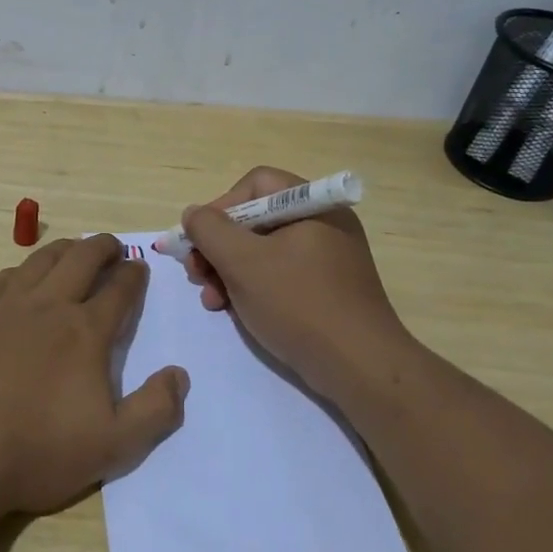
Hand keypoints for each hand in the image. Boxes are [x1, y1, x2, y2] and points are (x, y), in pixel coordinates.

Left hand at [0, 235, 188, 516]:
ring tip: (73, 250)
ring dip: (64, 250)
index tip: (139, 268)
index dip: (134, 275)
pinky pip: (1, 279)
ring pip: (40, 261)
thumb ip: (155, 410)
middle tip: (113, 247)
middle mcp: (48, 306)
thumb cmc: (35, 451)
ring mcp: (4, 308)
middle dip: (103, 247)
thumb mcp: (113, 446)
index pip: (119, 289)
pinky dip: (20, 270)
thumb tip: (179, 374)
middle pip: (81, 259)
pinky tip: (19, 278)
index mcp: (85, 331)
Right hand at [181, 166, 409, 397]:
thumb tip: (194, 214)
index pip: (255, 184)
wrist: (359, 366)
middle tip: (196, 273)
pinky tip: (233, 310)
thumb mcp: (242, 262)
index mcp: (312, 205)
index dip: (220, 207)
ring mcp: (327, 258)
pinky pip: (280, 275)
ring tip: (211, 300)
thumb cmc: (298, 303)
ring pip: (263, 251)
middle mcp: (323, 223)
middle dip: (219, 246)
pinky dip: (252, 287)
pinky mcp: (327, 289)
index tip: (199, 240)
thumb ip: (209, 230)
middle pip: (256, 219)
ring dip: (228, 271)